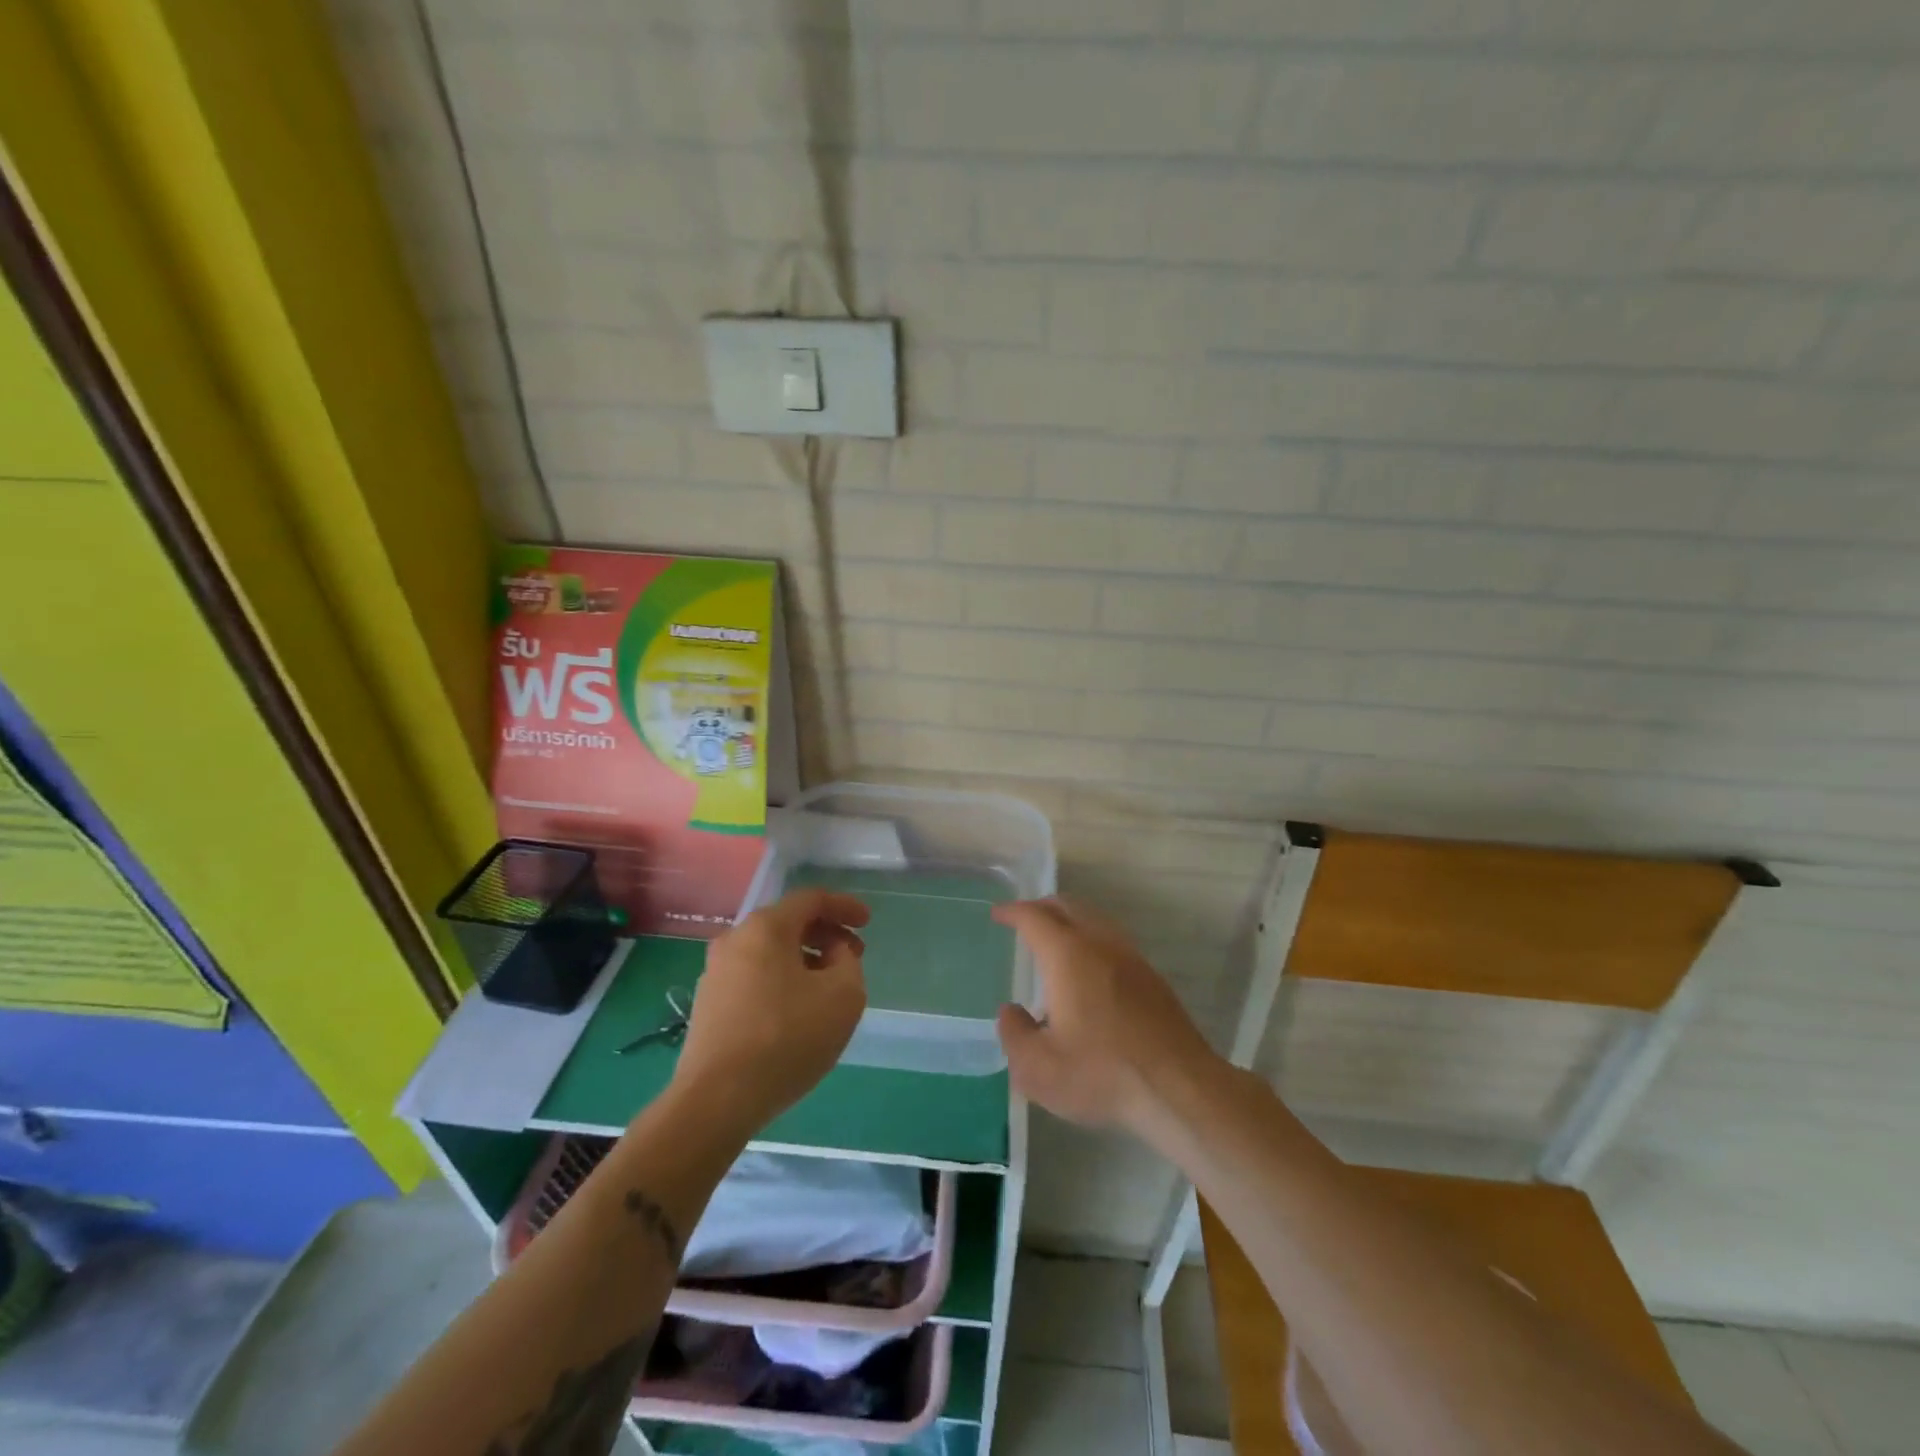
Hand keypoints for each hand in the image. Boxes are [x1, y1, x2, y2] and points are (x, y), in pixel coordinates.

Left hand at [671, 889, 868, 1137]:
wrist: (716, 1101)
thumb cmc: (786, 1038)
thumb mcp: (843, 996)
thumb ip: (848, 961)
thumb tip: (832, 953)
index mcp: (766, 928)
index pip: (811, 900)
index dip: (844, 906)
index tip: (867, 922)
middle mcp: (735, 940)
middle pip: (788, 923)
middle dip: (825, 934)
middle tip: (853, 956)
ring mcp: (716, 974)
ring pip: (770, 953)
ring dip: (804, 960)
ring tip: (829, 987)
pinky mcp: (708, 1006)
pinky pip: (755, 977)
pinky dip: (782, 981)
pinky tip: (797, 1012)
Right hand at [994, 897, 1216, 1137]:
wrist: (1179, 1088)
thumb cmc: (1102, 1074)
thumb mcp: (1039, 1068)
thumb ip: (1014, 1035)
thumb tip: (1010, 1011)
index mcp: (1067, 955)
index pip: (1034, 918)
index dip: (1013, 912)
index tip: (998, 914)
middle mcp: (1099, 944)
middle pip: (1067, 907)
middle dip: (1041, 907)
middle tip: (1023, 919)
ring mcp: (1130, 957)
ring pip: (1094, 919)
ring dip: (1069, 919)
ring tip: (1053, 939)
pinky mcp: (1151, 977)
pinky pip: (1112, 939)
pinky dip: (1091, 938)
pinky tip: (1088, 968)